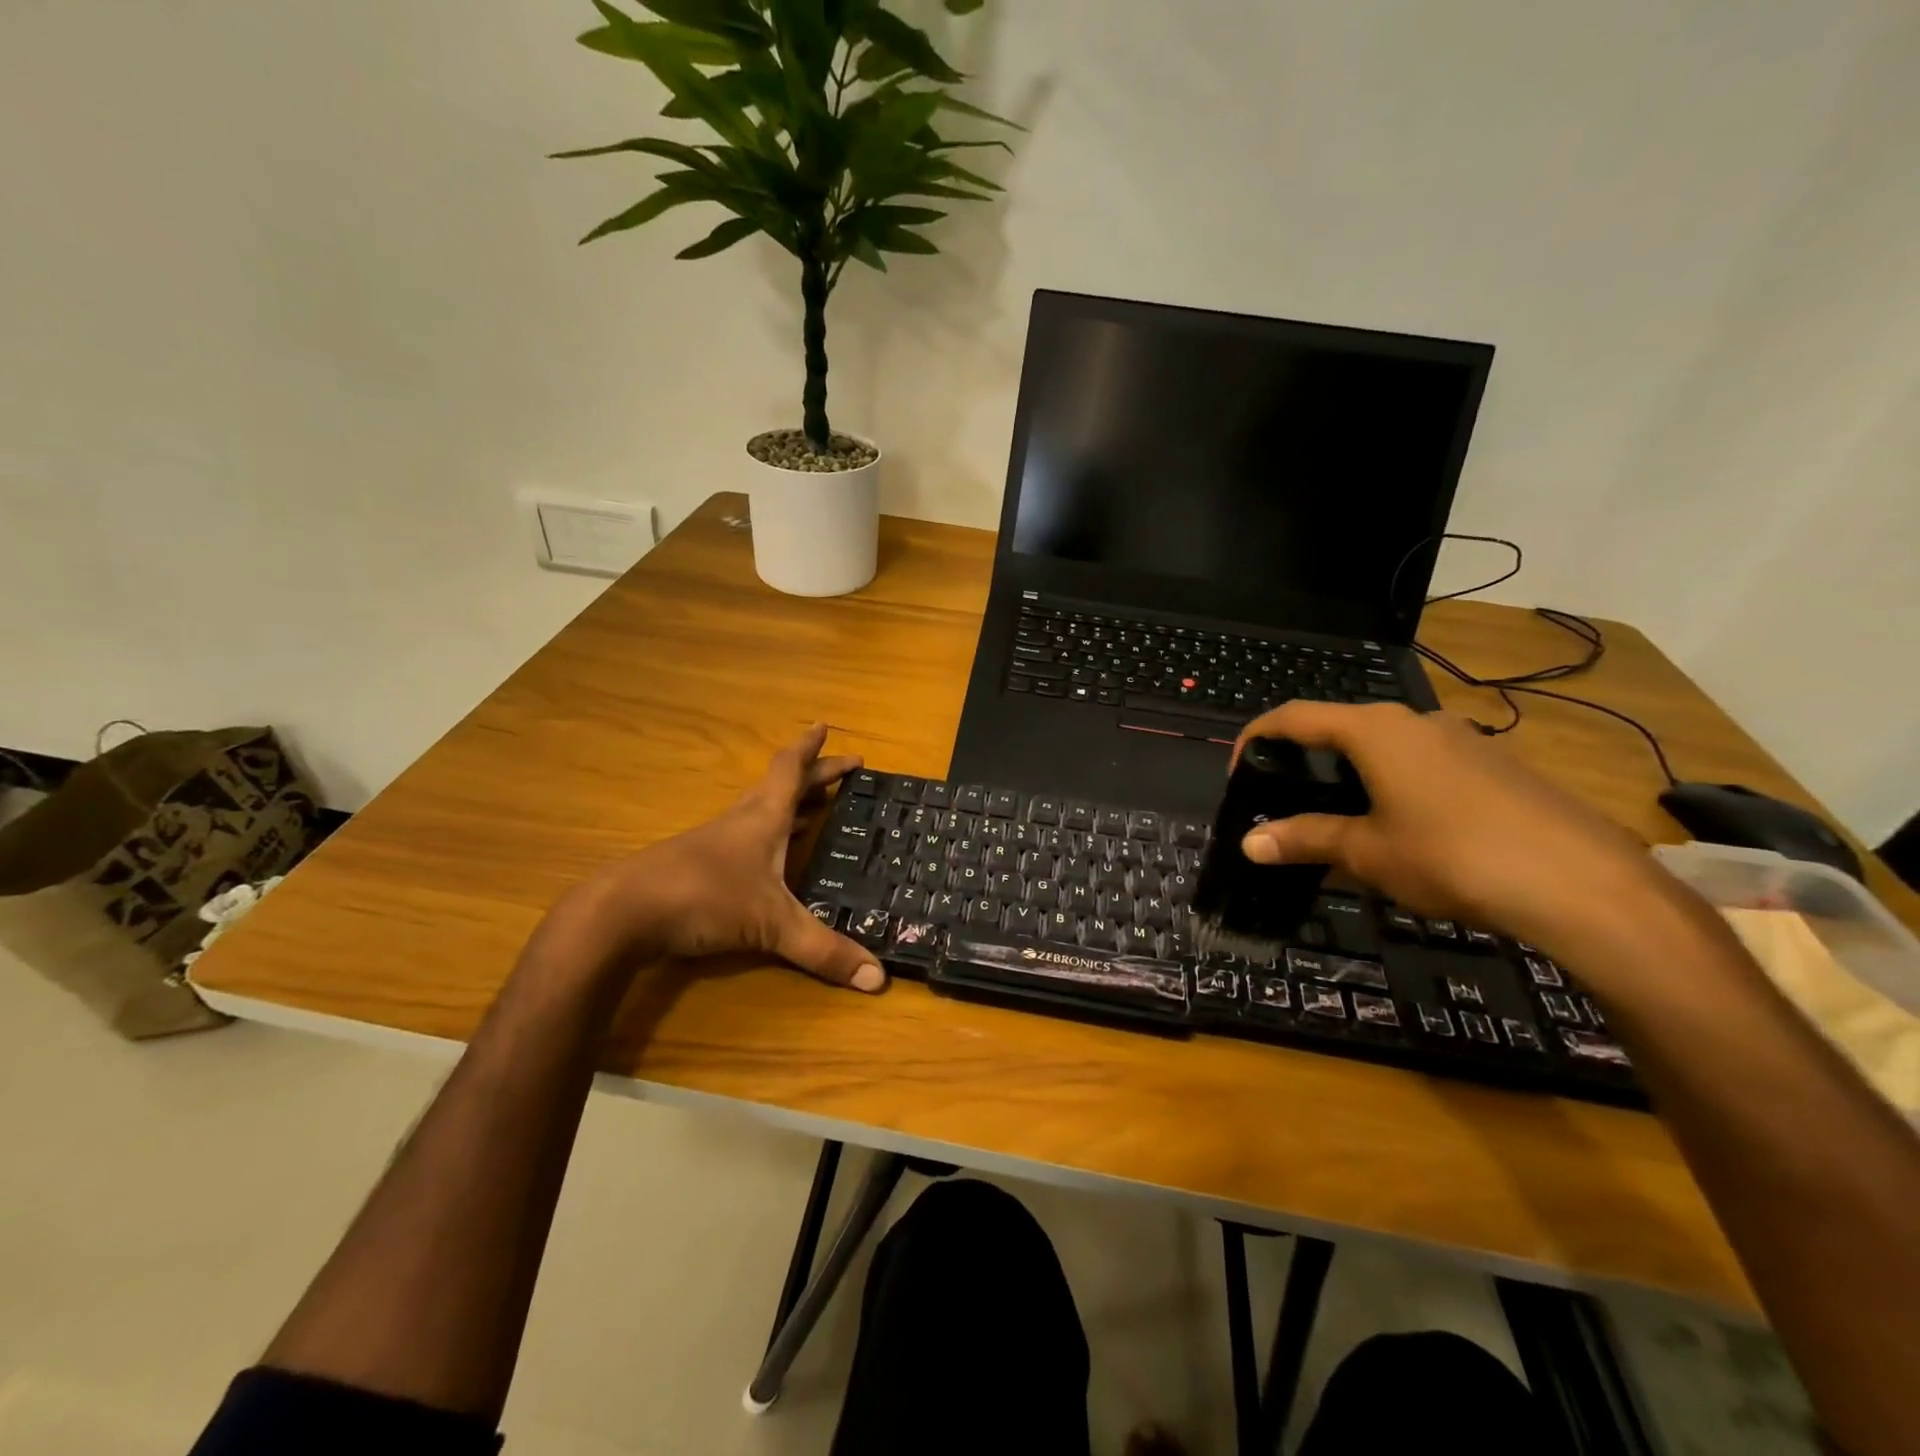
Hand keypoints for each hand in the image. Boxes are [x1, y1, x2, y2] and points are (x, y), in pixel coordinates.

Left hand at [575, 725, 885, 992]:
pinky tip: (771, 860)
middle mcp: (740, 822)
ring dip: (790, 806)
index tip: (824, 725)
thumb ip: (824, 951)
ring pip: (760, 812)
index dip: (811, 749)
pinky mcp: (696, 868)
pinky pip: (744, 840)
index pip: (791, 770)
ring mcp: (715, 844)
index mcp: (763, 818)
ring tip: (815, 809)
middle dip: (813, 776)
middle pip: (780, 787)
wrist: (622, 914)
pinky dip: (767, 838)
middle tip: (841, 770)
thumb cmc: (705, 898)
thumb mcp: (772, 925)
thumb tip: (879, 978)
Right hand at [1231, 701, 1675, 956]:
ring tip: (1342, 821)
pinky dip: (1395, 785)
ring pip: (1386, 747)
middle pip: (1340, 727)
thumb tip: (1250, 843)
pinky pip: (1425, 764)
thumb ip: (1306, 839)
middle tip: (1287, 802)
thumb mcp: (1368, 852)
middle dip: (1304, 760)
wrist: (1585, 885)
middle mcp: (1416, 721)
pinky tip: (1407, 832)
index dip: (1256, 739)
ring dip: (1351, 775)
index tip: (1239, 775)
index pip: (1294, 717)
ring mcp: (1463, 740)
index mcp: (1375, 730)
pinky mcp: (1497, 766)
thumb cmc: (1453, 856)